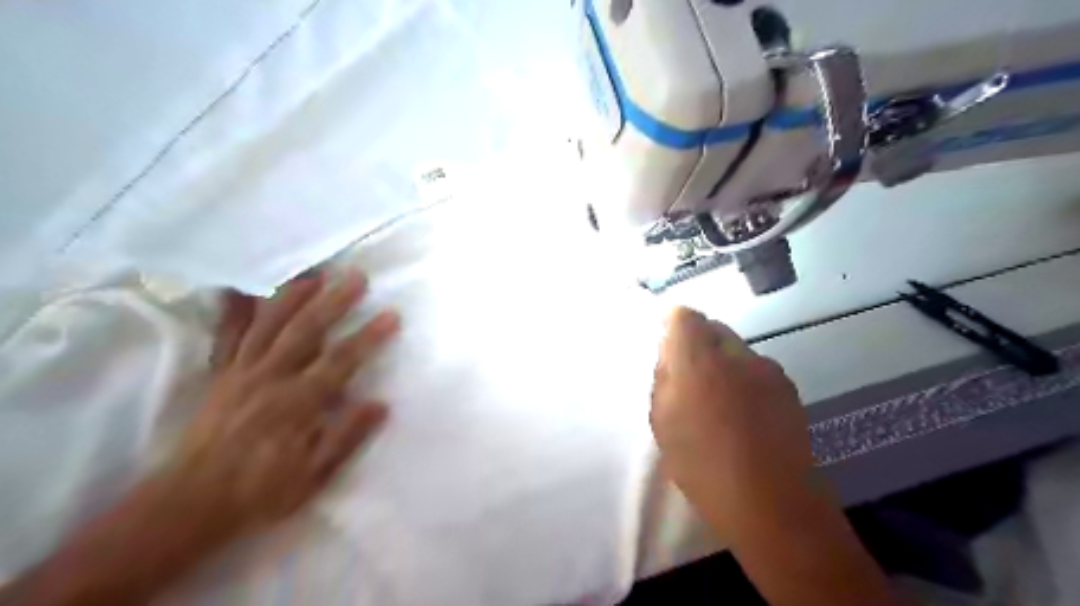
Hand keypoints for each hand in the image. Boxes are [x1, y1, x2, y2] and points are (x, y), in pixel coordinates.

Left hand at [160, 272, 396, 541]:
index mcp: (297, 404)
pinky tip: (242, 287)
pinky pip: (227, 336)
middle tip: (357, 277)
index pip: (340, 361)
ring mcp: (241, 373)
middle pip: (305, 331)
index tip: (391, 315)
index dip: (368, 336)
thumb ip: (346, 438)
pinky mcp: (221, 375)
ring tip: (315, 274)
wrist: (189, 504)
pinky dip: (233, 310)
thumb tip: (380, 404)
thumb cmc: (260, 492)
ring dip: (293, 296)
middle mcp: (269, 379)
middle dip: (334, 301)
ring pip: (268, 324)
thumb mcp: (313, 478)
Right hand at [648, 310, 819, 541]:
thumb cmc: (703, 466)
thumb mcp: (662, 423)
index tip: (668, 349)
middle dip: (697, 344)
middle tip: (689, 379)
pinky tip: (745, 415)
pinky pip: (757, 370)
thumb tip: (670, 356)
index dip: (673, 325)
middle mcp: (735, 353)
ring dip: (723, 363)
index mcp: (697, 361)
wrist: (772, 503)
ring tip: (720, 402)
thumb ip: (664, 380)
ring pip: (736, 350)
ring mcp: (767, 369)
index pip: (684, 317)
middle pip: (712, 328)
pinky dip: (745, 380)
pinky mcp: (789, 387)